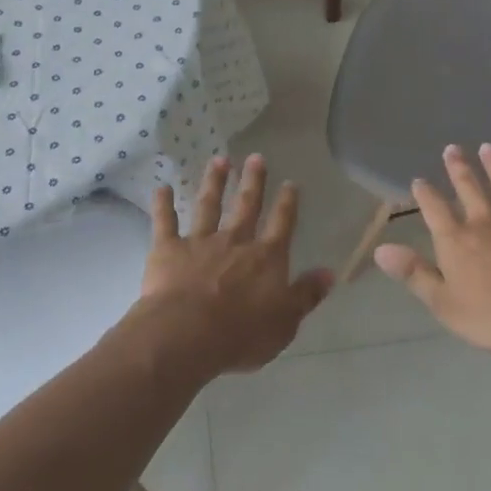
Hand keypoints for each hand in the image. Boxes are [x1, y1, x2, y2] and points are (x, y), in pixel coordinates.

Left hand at [131, 154, 333, 376]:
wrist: (187, 334)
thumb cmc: (241, 334)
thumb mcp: (286, 321)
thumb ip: (306, 295)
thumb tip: (329, 273)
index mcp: (266, 258)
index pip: (281, 224)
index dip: (287, 203)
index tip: (290, 183)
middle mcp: (235, 242)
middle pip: (246, 205)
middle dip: (253, 181)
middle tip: (255, 157)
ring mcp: (200, 242)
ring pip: (208, 206)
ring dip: (214, 182)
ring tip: (218, 160)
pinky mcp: (168, 249)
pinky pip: (164, 221)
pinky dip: (162, 204)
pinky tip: (161, 186)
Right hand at [374, 144, 490, 356]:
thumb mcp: (444, 303)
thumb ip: (414, 274)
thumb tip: (380, 250)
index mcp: (457, 240)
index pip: (435, 209)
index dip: (425, 194)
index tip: (419, 180)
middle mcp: (486, 223)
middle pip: (470, 189)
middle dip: (459, 168)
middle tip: (453, 148)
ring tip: (489, 148)